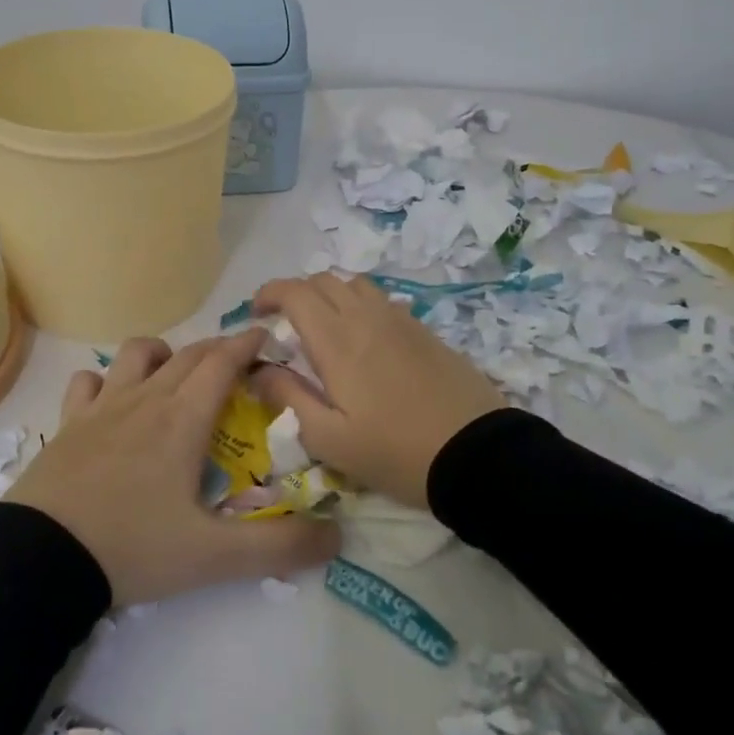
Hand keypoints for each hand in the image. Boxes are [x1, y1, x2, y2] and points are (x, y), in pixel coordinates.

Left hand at [5, 330, 340, 605]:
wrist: (42, 557)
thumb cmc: (133, 547)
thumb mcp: (214, 557)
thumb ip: (279, 547)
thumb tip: (337, 536)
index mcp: (183, 418)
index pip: (223, 362)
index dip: (247, 344)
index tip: (267, 335)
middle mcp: (146, 399)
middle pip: (188, 354)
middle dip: (218, 349)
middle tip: (238, 364)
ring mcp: (103, 406)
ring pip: (137, 354)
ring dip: (165, 354)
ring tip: (176, 376)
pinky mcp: (69, 422)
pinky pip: (88, 381)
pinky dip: (106, 380)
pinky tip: (113, 400)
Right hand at [251, 274, 505, 508]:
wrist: (477, 454)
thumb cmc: (395, 452)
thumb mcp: (329, 439)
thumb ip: (288, 398)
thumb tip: (258, 370)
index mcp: (337, 340)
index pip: (295, 291)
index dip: (269, 293)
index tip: (256, 314)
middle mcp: (366, 317)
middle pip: (323, 280)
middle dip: (295, 293)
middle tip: (285, 325)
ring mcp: (399, 319)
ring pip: (354, 284)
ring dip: (330, 295)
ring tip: (324, 327)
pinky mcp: (424, 330)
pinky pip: (381, 300)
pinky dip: (359, 305)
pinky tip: (363, 340)